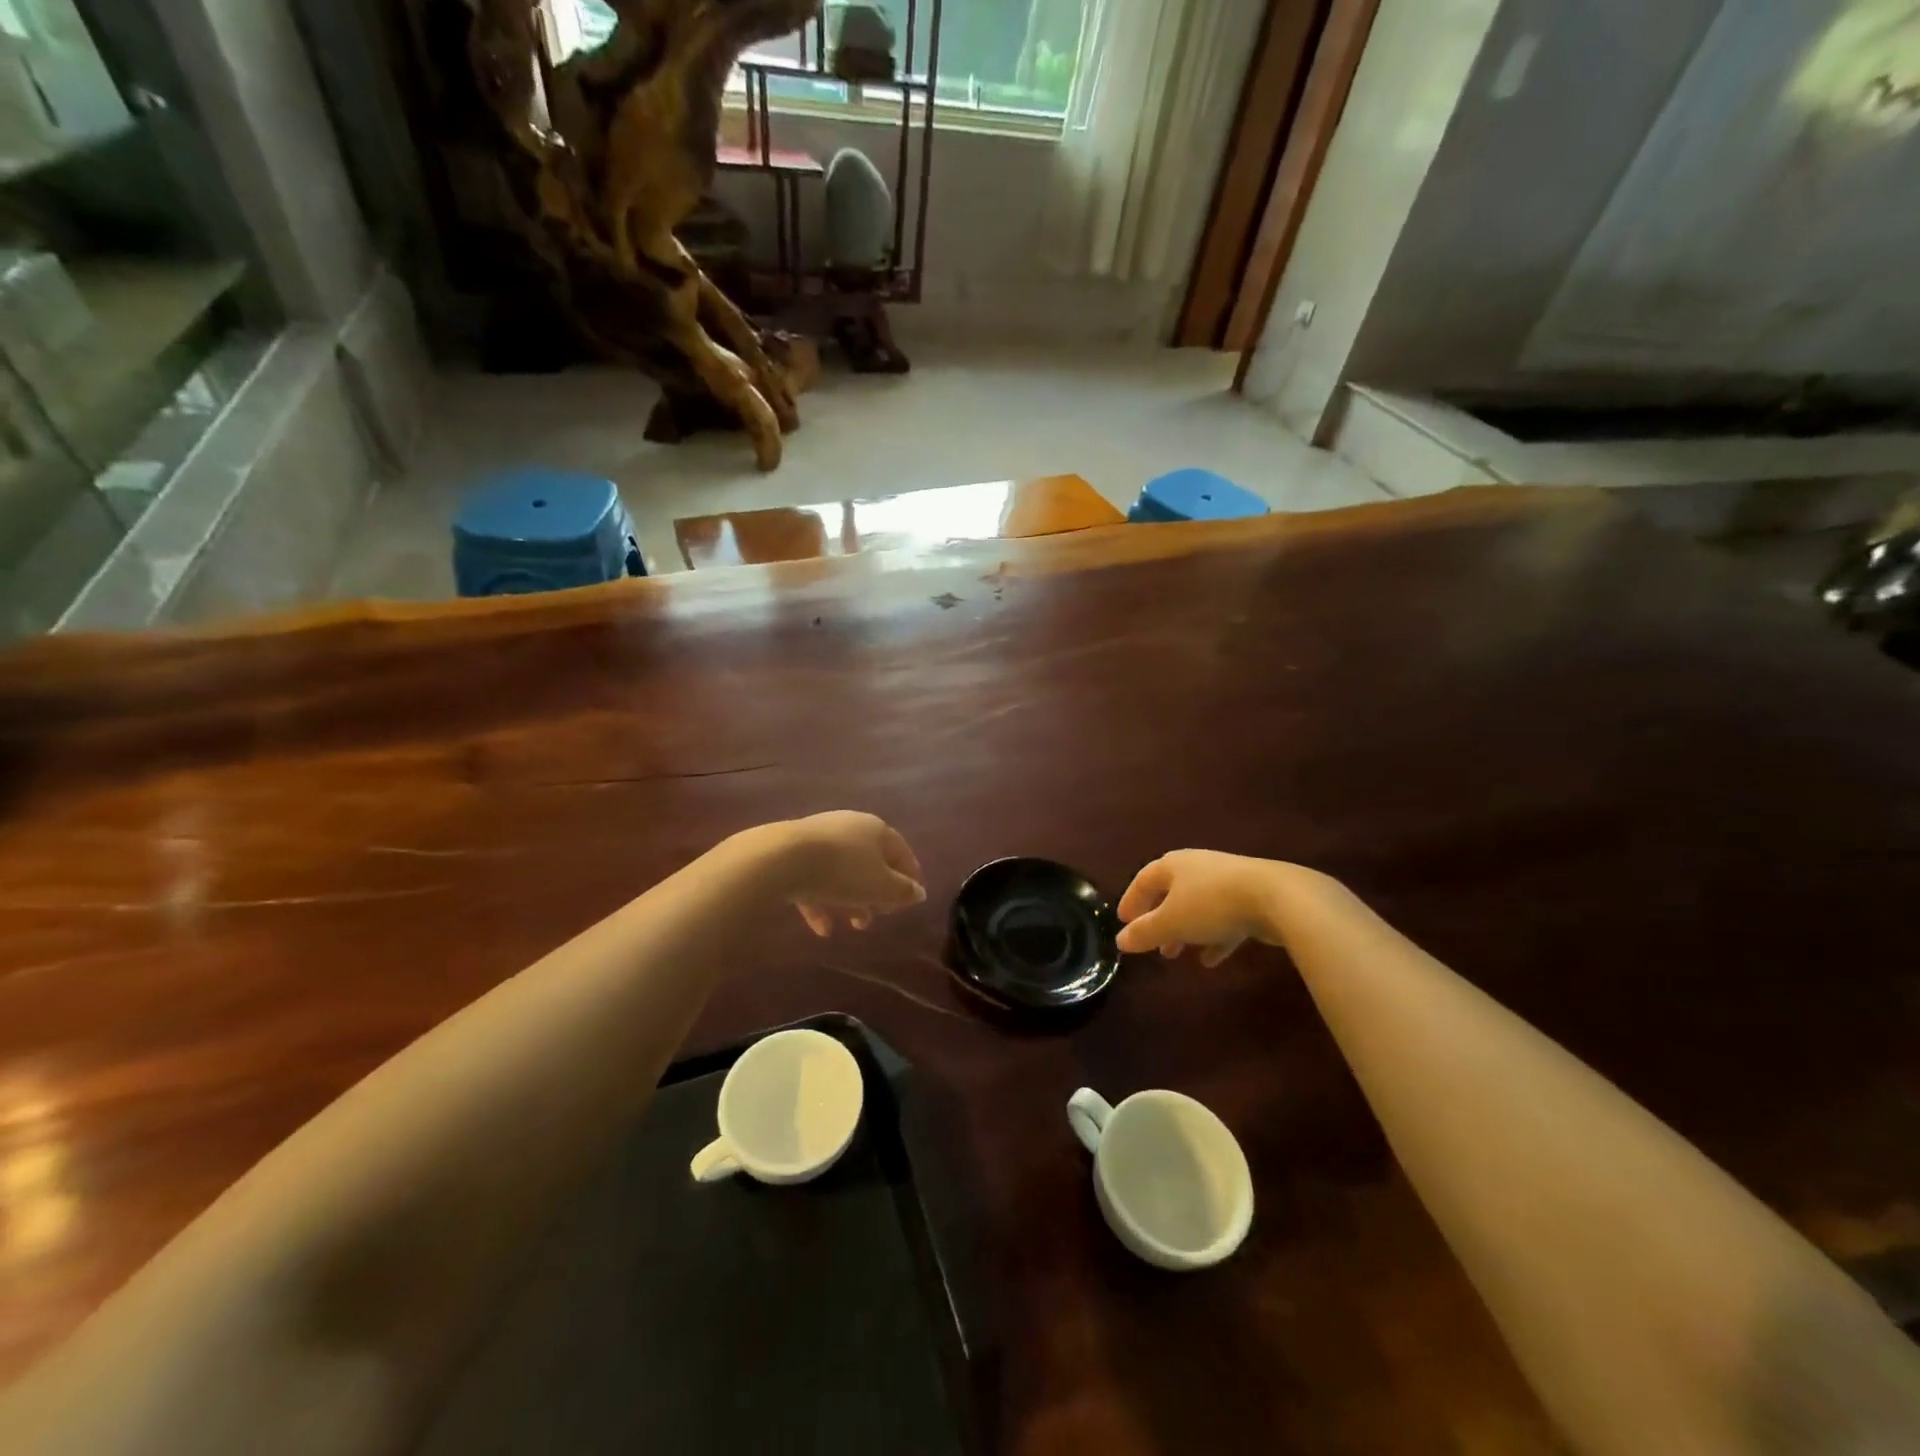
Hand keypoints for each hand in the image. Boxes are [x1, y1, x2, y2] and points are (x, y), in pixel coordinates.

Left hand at [770, 811, 925, 936]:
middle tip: (882, 914)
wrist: (782, 858)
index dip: (910, 876)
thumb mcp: (881, 887)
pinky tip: (822, 929)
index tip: (913, 899)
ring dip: (851, 899)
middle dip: (878, 891)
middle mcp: (850, 827)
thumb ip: (902, 892)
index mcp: (876, 829)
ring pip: (843, 872)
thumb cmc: (843, 871)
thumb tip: (919, 892)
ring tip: (854, 926)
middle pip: (871, 861)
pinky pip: (815, 879)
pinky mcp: (793, 853)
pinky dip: (822, 902)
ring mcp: (820, 838)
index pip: (901, 852)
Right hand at [1116, 850, 1283, 966]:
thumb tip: (1120, 941)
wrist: (1277, 898)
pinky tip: (1211, 960)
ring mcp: (1227, 881)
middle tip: (1150, 943)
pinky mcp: (1252, 898)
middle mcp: (1198, 867)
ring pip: (1197, 907)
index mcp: (1173, 865)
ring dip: (1185, 931)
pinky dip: (1214, 938)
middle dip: (1158, 919)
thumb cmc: (1211, 904)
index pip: (1143, 880)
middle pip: (1171, 893)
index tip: (1122, 922)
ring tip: (1176, 954)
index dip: (1131, 901)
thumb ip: (1144, 932)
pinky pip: (1224, 919)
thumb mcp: (1171, 922)